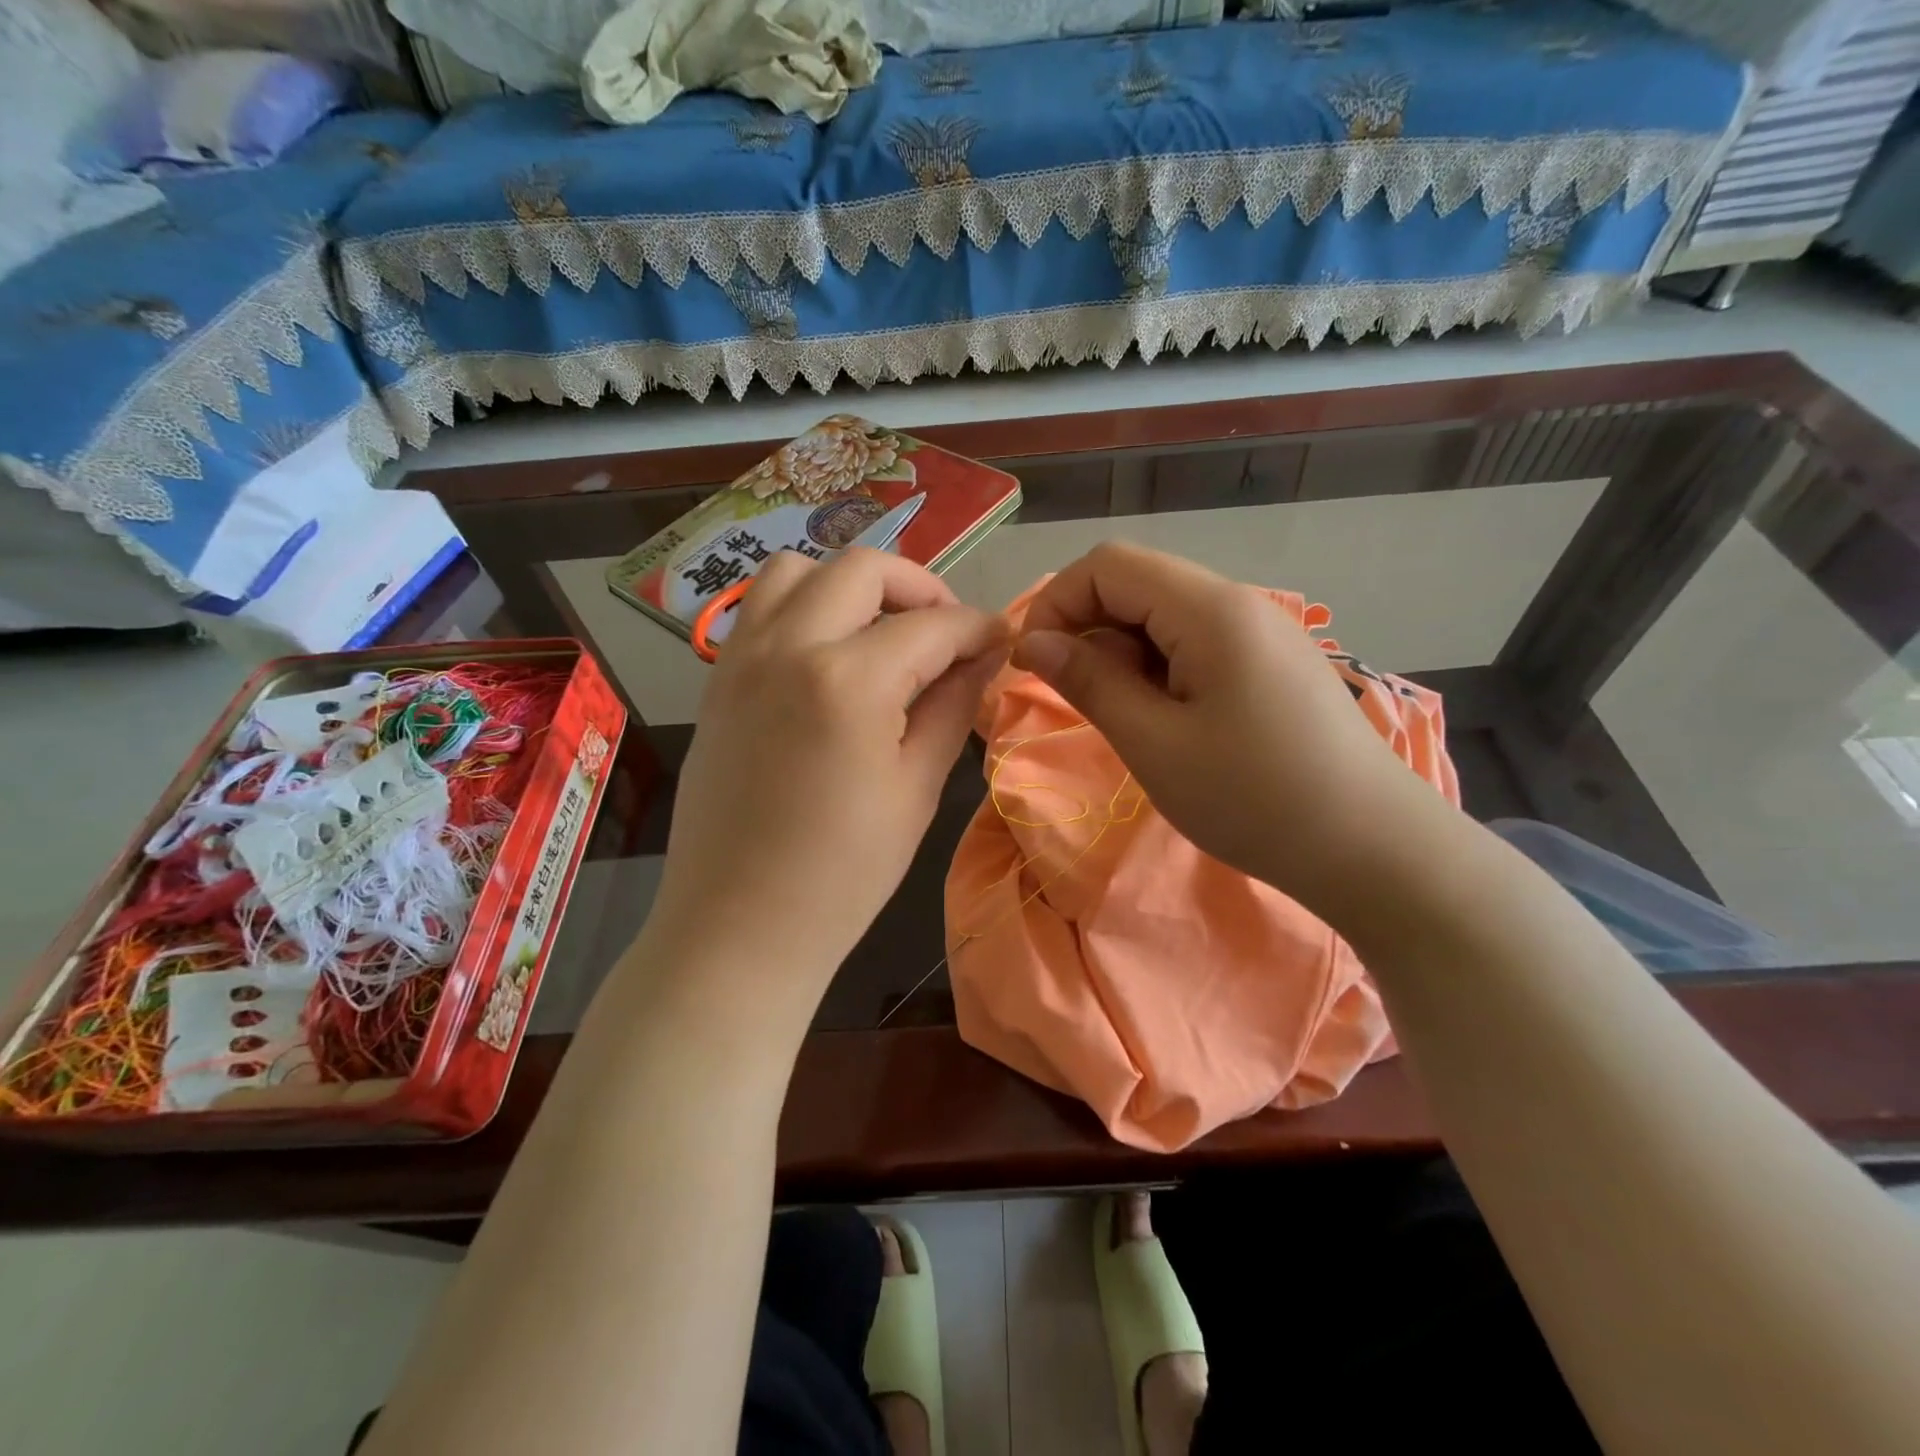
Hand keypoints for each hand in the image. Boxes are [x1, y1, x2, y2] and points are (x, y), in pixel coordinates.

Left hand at [646, 548, 1007, 1014]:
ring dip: (850, 586)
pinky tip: (829, 658)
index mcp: (850, 679)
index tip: (1001, 643)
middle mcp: (789, 646)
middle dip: (919, 587)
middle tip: (945, 634)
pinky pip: (761, 609)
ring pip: (798, 570)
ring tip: (880, 633)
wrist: (739, 926)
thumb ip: (954, 707)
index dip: (978, 629)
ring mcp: (742, 658)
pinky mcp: (718, 680)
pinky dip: (803, 608)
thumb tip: (984, 657)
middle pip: (862, 568)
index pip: (933, 625)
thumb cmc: (843, 874)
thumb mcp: (917, 789)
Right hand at [1011, 542, 1446, 915]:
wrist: (1372, 849)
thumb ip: (1089, 682)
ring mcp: (1262, 631)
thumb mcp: (1154, 744)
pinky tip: (1166, 719)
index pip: (1108, 564)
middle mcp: (1238, 602)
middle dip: (1087, 628)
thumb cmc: (1253, 799)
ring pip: (1165, 615)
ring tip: (1124, 718)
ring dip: (1124, 652)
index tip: (1033, 664)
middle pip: (1138, 582)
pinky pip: (1197, 643)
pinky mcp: (1273, 663)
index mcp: (1209, 609)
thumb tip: (1034, 642)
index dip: (1056, 602)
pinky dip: (1160, 668)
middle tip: (1076, 698)